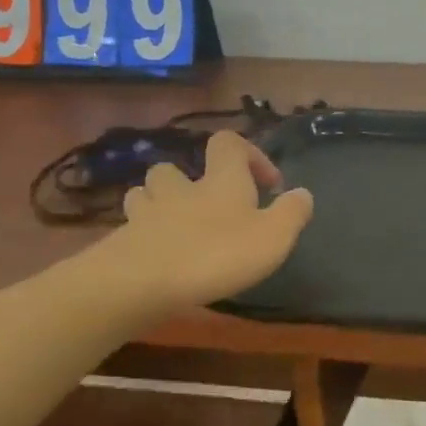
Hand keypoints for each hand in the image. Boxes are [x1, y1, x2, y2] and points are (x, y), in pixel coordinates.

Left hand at [100, 132, 313, 315]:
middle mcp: (182, 188)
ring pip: (146, 193)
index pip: (229, 143)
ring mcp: (146, 212)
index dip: (249, 154)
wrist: (141, 282)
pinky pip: (131, 227)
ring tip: (175, 224)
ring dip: (159, 201)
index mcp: (221, 181)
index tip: (268, 183)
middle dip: (191, 179)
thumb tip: (303, 193)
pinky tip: (155, 254)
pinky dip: (143, 234)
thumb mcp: (273, 237)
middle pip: (177, 167)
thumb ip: (292, 213)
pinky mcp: (122, 240)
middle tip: (208, 205)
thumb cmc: (217, 255)